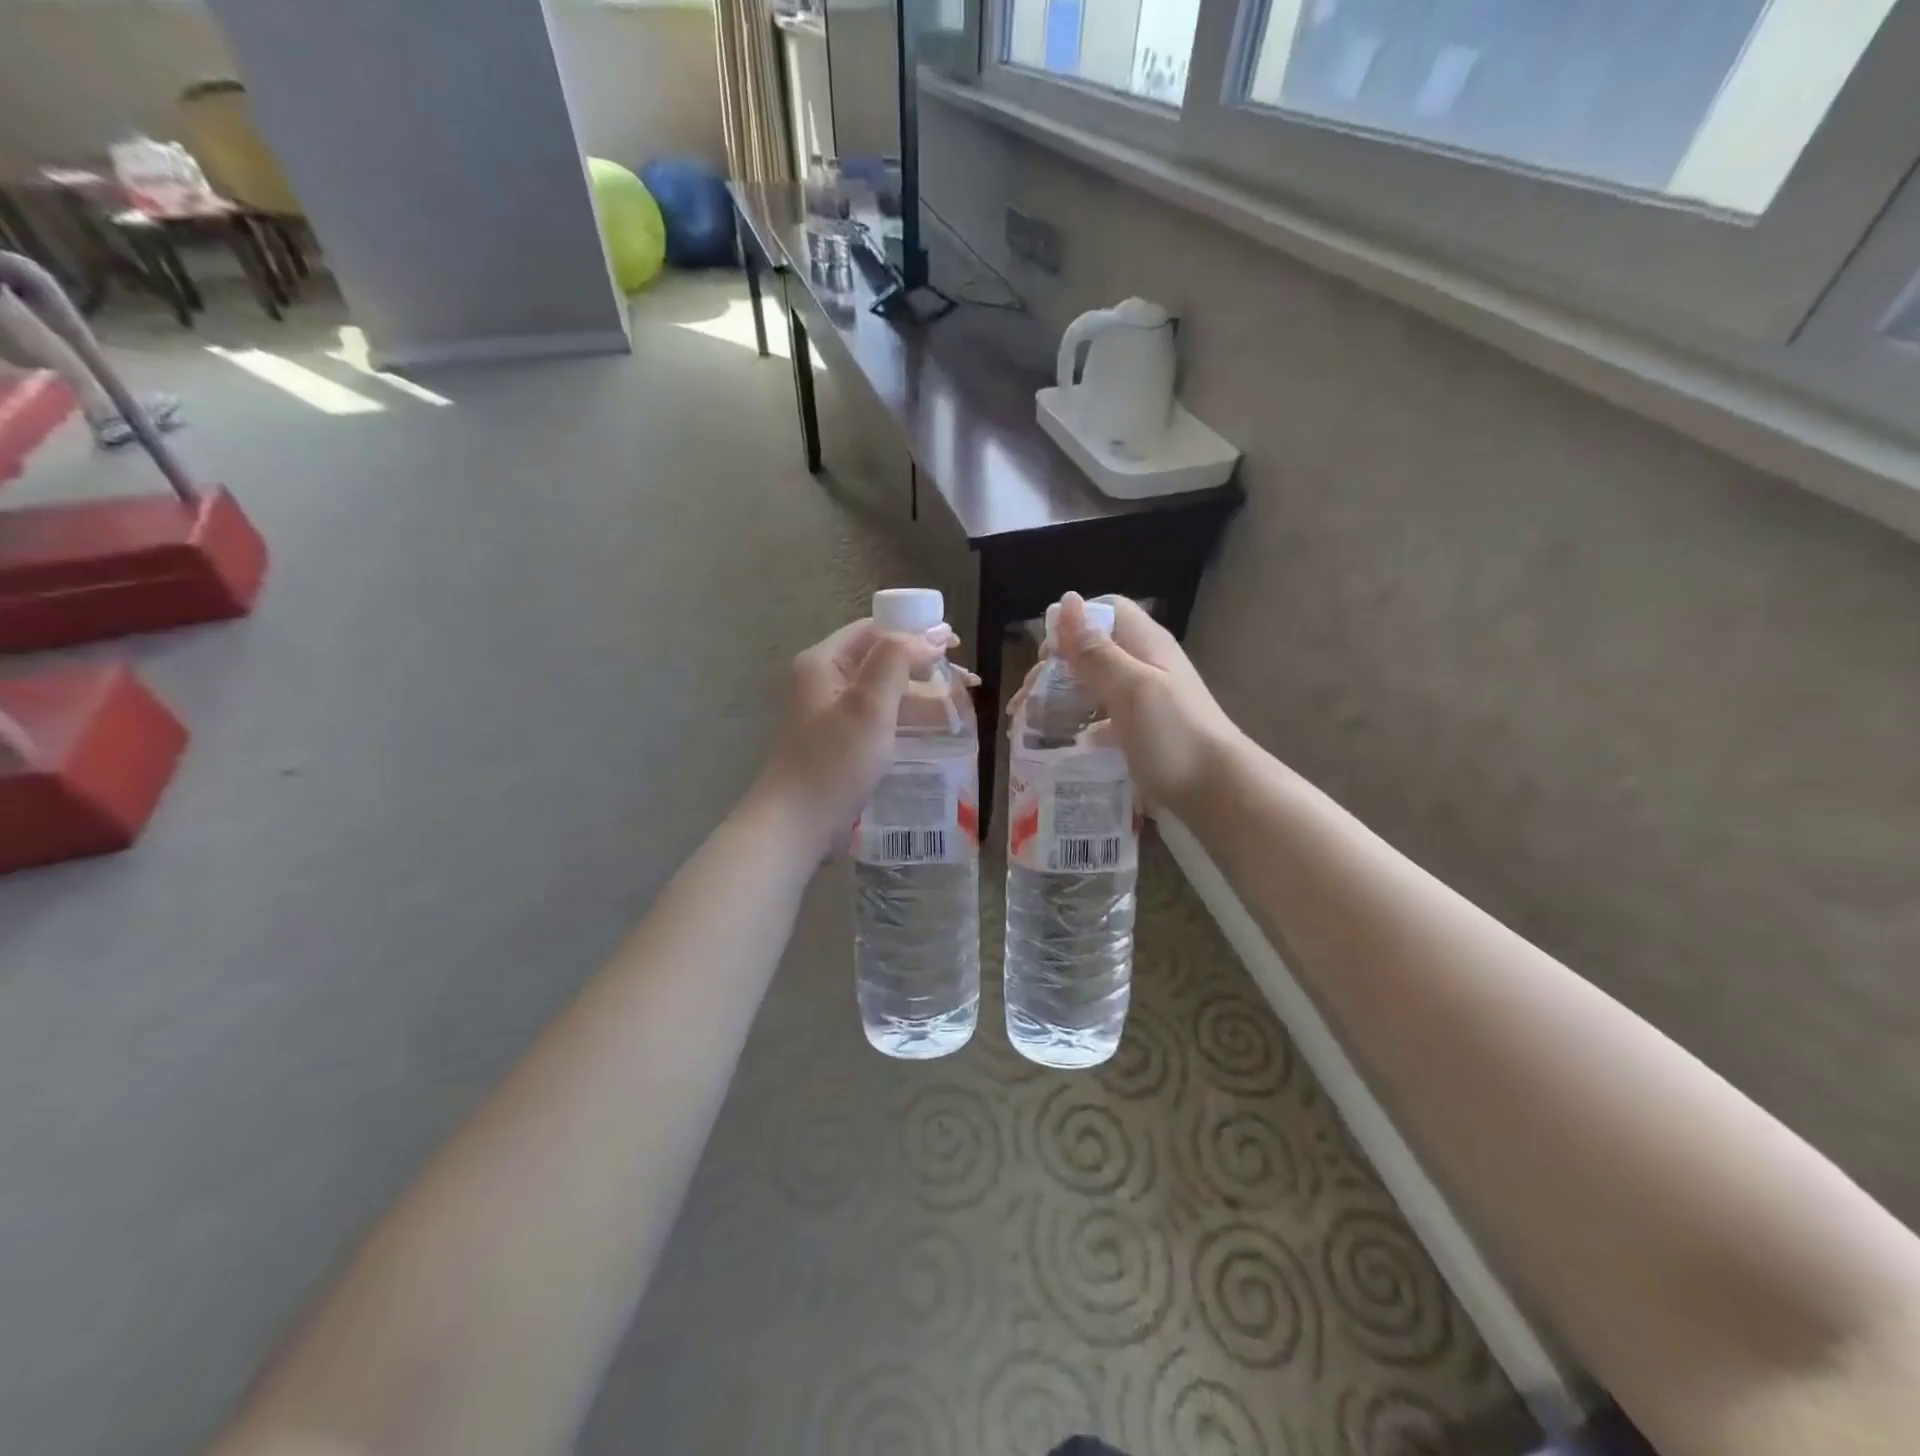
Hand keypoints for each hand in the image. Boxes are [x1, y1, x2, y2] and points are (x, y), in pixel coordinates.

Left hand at [755, 619, 950, 849]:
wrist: (797, 825)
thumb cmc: (834, 761)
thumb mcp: (869, 706)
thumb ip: (897, 660)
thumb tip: (931, 635)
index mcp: (822, 663)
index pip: (873, 630)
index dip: (914, 630)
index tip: (953, 644)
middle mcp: (822, 682)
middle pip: (880, 660)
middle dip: (924, 665)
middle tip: (964, 679)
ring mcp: (829, 715)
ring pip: (883, 692)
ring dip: (920, 694)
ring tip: (960, 705)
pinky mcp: (839, 743)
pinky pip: (878, 719)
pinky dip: (906, 718)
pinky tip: (935, 730)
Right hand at [1010, 592, 1241, 814]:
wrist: (1217, 794)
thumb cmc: (1173, 735)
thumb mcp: (1130, 688)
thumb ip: (1095, 650)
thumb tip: (1065, 601)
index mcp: (1145, 644)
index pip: (1105, 611)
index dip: (1071, 625)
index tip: (1045, 657)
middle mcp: (1145, 666)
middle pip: (1093, 651)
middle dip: (1055, 669)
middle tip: (1025, 700)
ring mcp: (1145, 702)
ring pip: (1094, 687)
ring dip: (1061, 699)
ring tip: (1030, 724)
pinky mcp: (1142, 733)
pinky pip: (1102, 720)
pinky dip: (1079, 727)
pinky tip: (1061, 746)